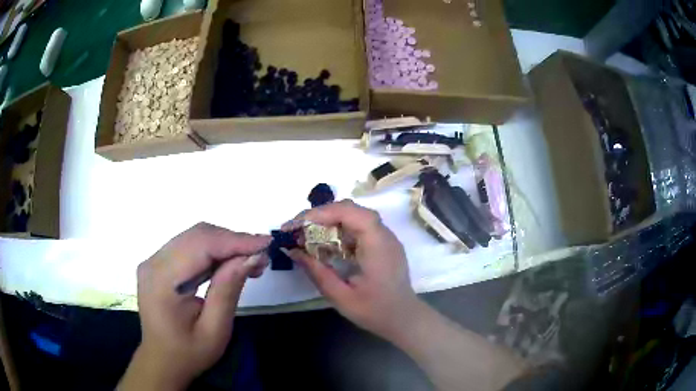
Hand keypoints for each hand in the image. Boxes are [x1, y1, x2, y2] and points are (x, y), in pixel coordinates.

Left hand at [119, 223, 270, 390]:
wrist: (162, 361)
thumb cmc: (188, 353)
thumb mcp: (215, 330)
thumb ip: (228, 290)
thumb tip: (251, 257)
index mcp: (162, 281)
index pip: (201, 245)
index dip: (235, 241)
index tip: (267, 244)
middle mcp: (153, 262)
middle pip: (197, 236)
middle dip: (232, 241)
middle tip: (261, 257)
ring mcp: (154, 261)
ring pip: (194, 238)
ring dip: (225, 245)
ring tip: (250, 262)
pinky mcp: (158, 264)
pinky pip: (189, 247)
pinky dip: (213, 251)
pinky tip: (230, 264)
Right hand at [284, 200, 422, 339]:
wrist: (404, 319)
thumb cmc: (375, 311)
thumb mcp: (341, 296)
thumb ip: (317, 272)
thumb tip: (293, 250)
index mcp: (377, 244)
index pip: (349, 212)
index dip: (321, 213)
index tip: (297, 225)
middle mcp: (384, 234)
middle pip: (350, 210)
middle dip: (320, 215)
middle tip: (297, 229)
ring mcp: (385, 237)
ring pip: (354, 216)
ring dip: (328, 221)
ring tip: (306, 234)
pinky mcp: (383, 243)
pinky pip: (359, 227)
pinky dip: (339, 230)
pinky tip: (326, 243)